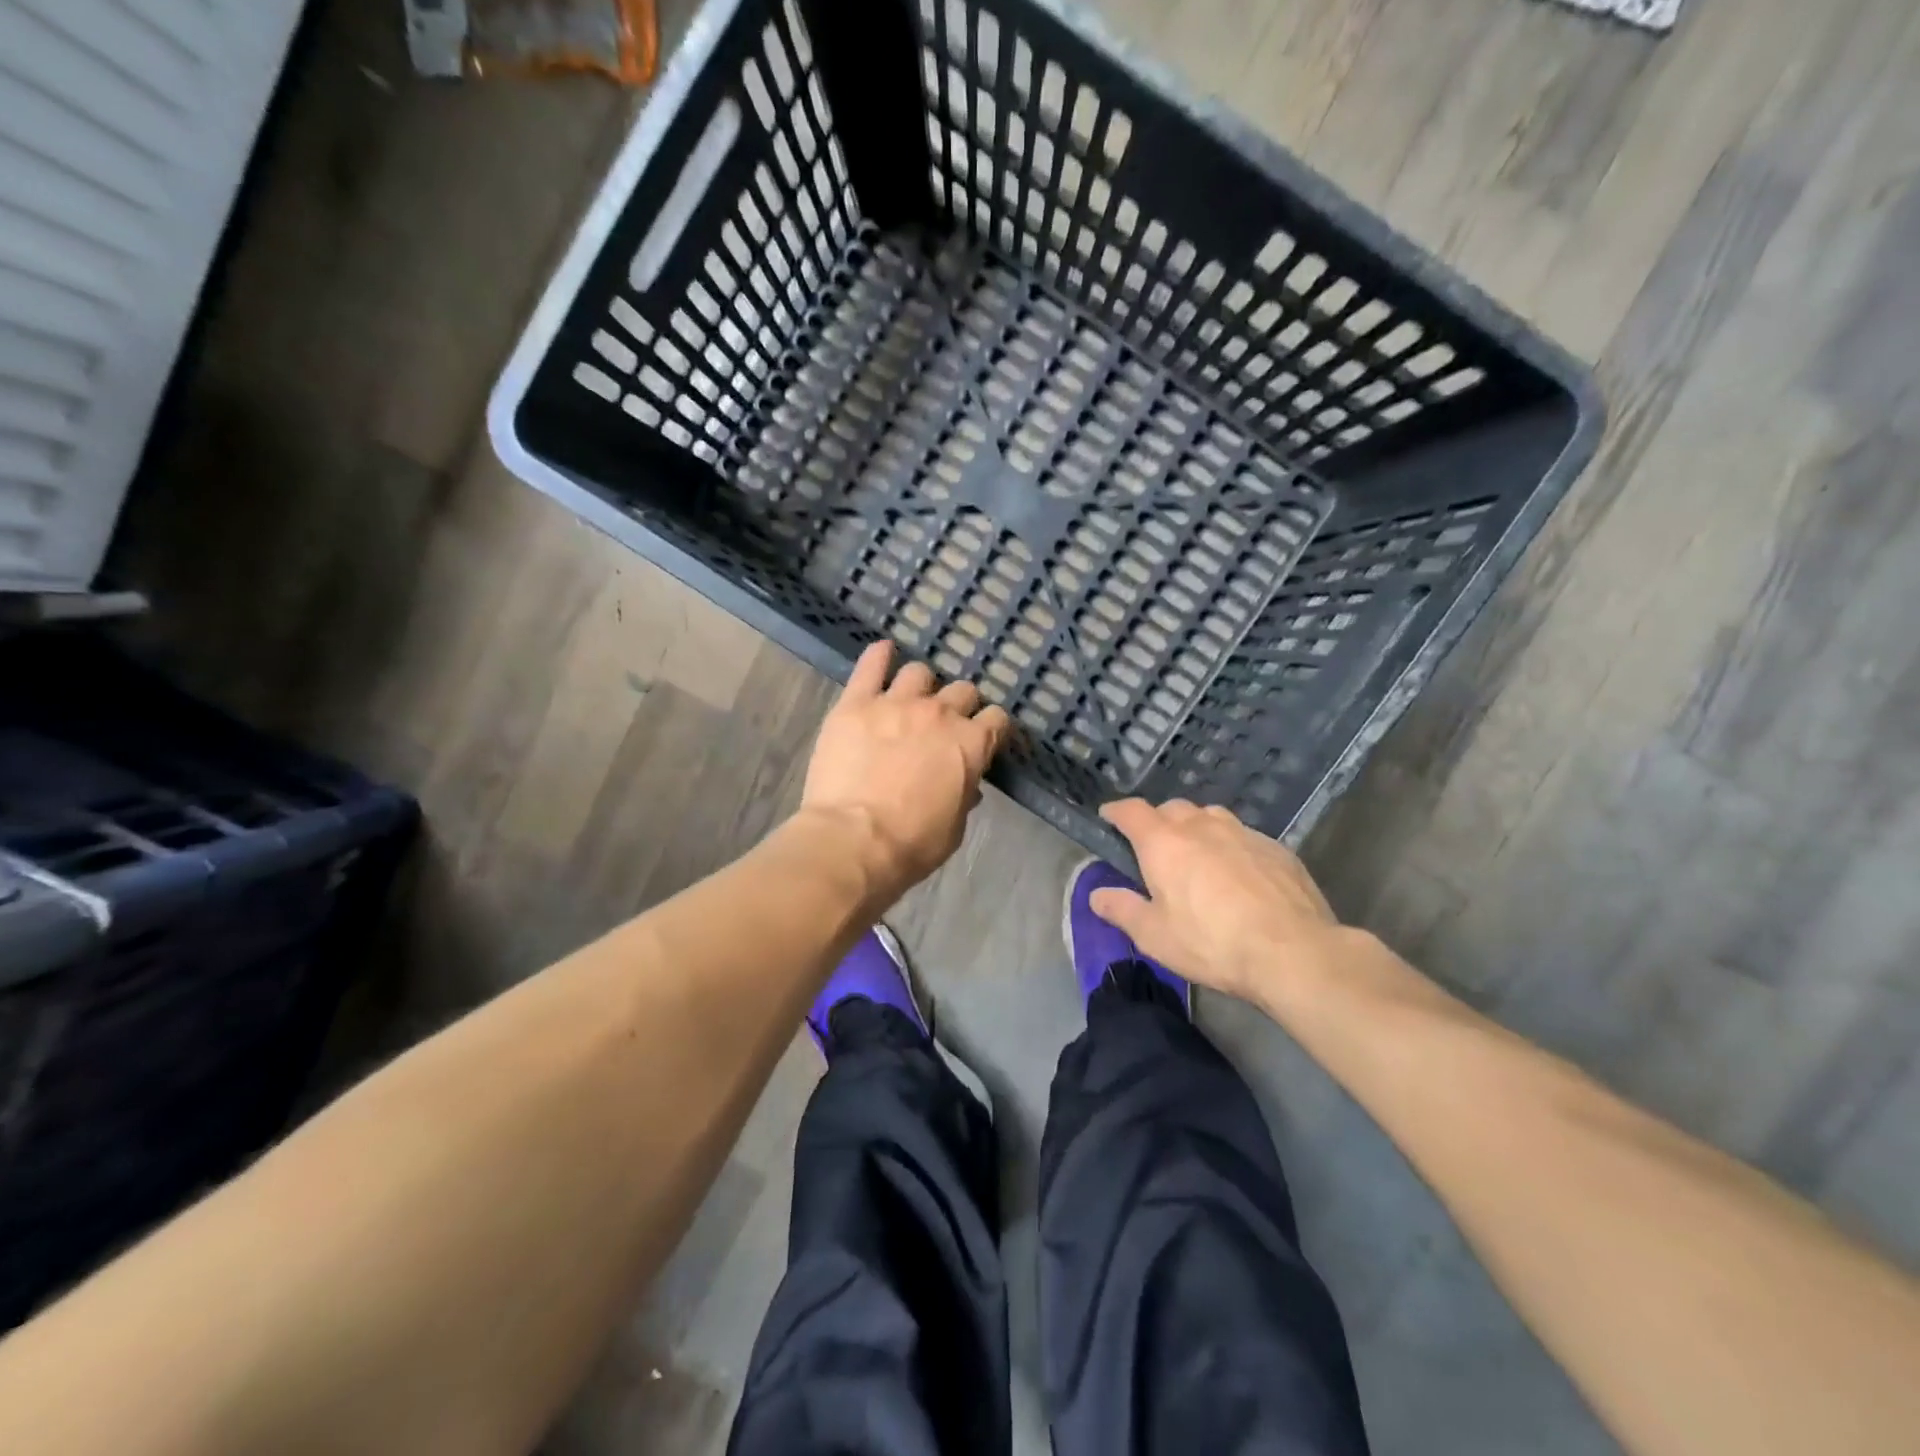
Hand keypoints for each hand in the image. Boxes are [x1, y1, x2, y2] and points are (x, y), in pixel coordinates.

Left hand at [801, 641, 1011, 900]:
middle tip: (944, 725)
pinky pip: (871, 666)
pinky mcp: (857, 703)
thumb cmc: (912, 844)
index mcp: (971, 744)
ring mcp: (897, 703)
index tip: (983, 738)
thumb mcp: (954, 828)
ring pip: (920, 672)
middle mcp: (940, 713)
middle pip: (962, 691)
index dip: (991, 728)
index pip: (996, 720)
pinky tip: (882, 653)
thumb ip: (963, 796)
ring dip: (921, 686)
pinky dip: (879, 656)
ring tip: (910, 700)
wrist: (854, 841)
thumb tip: (967, 785)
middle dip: (959, 706)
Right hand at [1090, 799, 1345, 1003]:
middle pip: (1172, 809)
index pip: (1131, 811)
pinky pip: (1242, 836)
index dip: (1116, 812)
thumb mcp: (1155, 936)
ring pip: (1210, 816)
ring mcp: (1242, 833)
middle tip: (1154, 849)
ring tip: (1197, 856)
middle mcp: (1201, 826)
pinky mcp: (1276, 848)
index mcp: (1164, 843)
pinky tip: (1238, 875)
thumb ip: (1122, 910)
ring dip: (1196, 828)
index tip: (1108, 817)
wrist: (1294, 952)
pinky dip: (1230, 846)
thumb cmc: (1212, 943)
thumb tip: (1097, 895)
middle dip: (1157, 822)